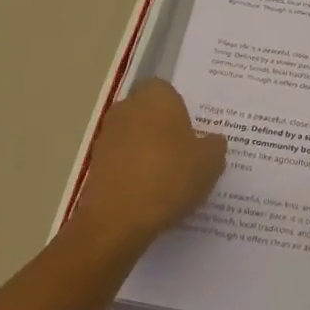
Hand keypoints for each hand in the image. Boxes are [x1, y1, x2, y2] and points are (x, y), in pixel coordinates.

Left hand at [69, 79, 225, 253]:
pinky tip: (149, 195)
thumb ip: (215, 145)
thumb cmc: (170, 176)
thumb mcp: (210, 162)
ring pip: (134, 138)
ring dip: (147, 152)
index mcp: (156, 96)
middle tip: (185, 155)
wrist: (117, 219)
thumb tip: (212, 141)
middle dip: (163, 130)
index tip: (194, 133)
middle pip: (149, 113)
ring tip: (168, 180)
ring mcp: (107, 135)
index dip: (181, 110)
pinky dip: (133, 173)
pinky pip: (122, 162)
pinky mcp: (94, 164)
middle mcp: (128, 107)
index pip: (169, 91)